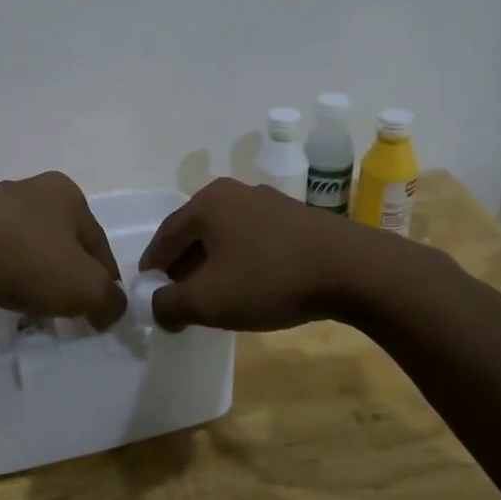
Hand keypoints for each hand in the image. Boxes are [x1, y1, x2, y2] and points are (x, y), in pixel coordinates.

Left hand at [0, 172, 125, 327]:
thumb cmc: (31, 260)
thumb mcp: (86, 288)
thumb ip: (110, 300)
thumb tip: (113, 308)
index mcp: (67, 193)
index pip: (98, 241)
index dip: (106, 278)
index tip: (102, 308)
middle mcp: (30, 188)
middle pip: (61, 239)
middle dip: (67, 271)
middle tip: (68, 306)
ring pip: (25, 243)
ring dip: (32, 270)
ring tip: (30, 304)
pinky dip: (1, 271)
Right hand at [137, 178, 385, 331]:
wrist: (353, 270)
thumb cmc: (270, 279)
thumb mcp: (208, 300)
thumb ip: (169, 304)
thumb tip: (157, 306)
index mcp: (207, 203)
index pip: (165, 236)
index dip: (152, 268)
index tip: (147, 294)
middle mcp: (234, 193)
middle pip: (194, 234)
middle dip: (182, 268)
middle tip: (178, 300)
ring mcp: (268, 202)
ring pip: (225, 237)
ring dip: (212, 266)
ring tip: (214, 297)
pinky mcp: (295, 218)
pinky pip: (253, 240)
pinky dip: (241, 262)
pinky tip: (250, 287)